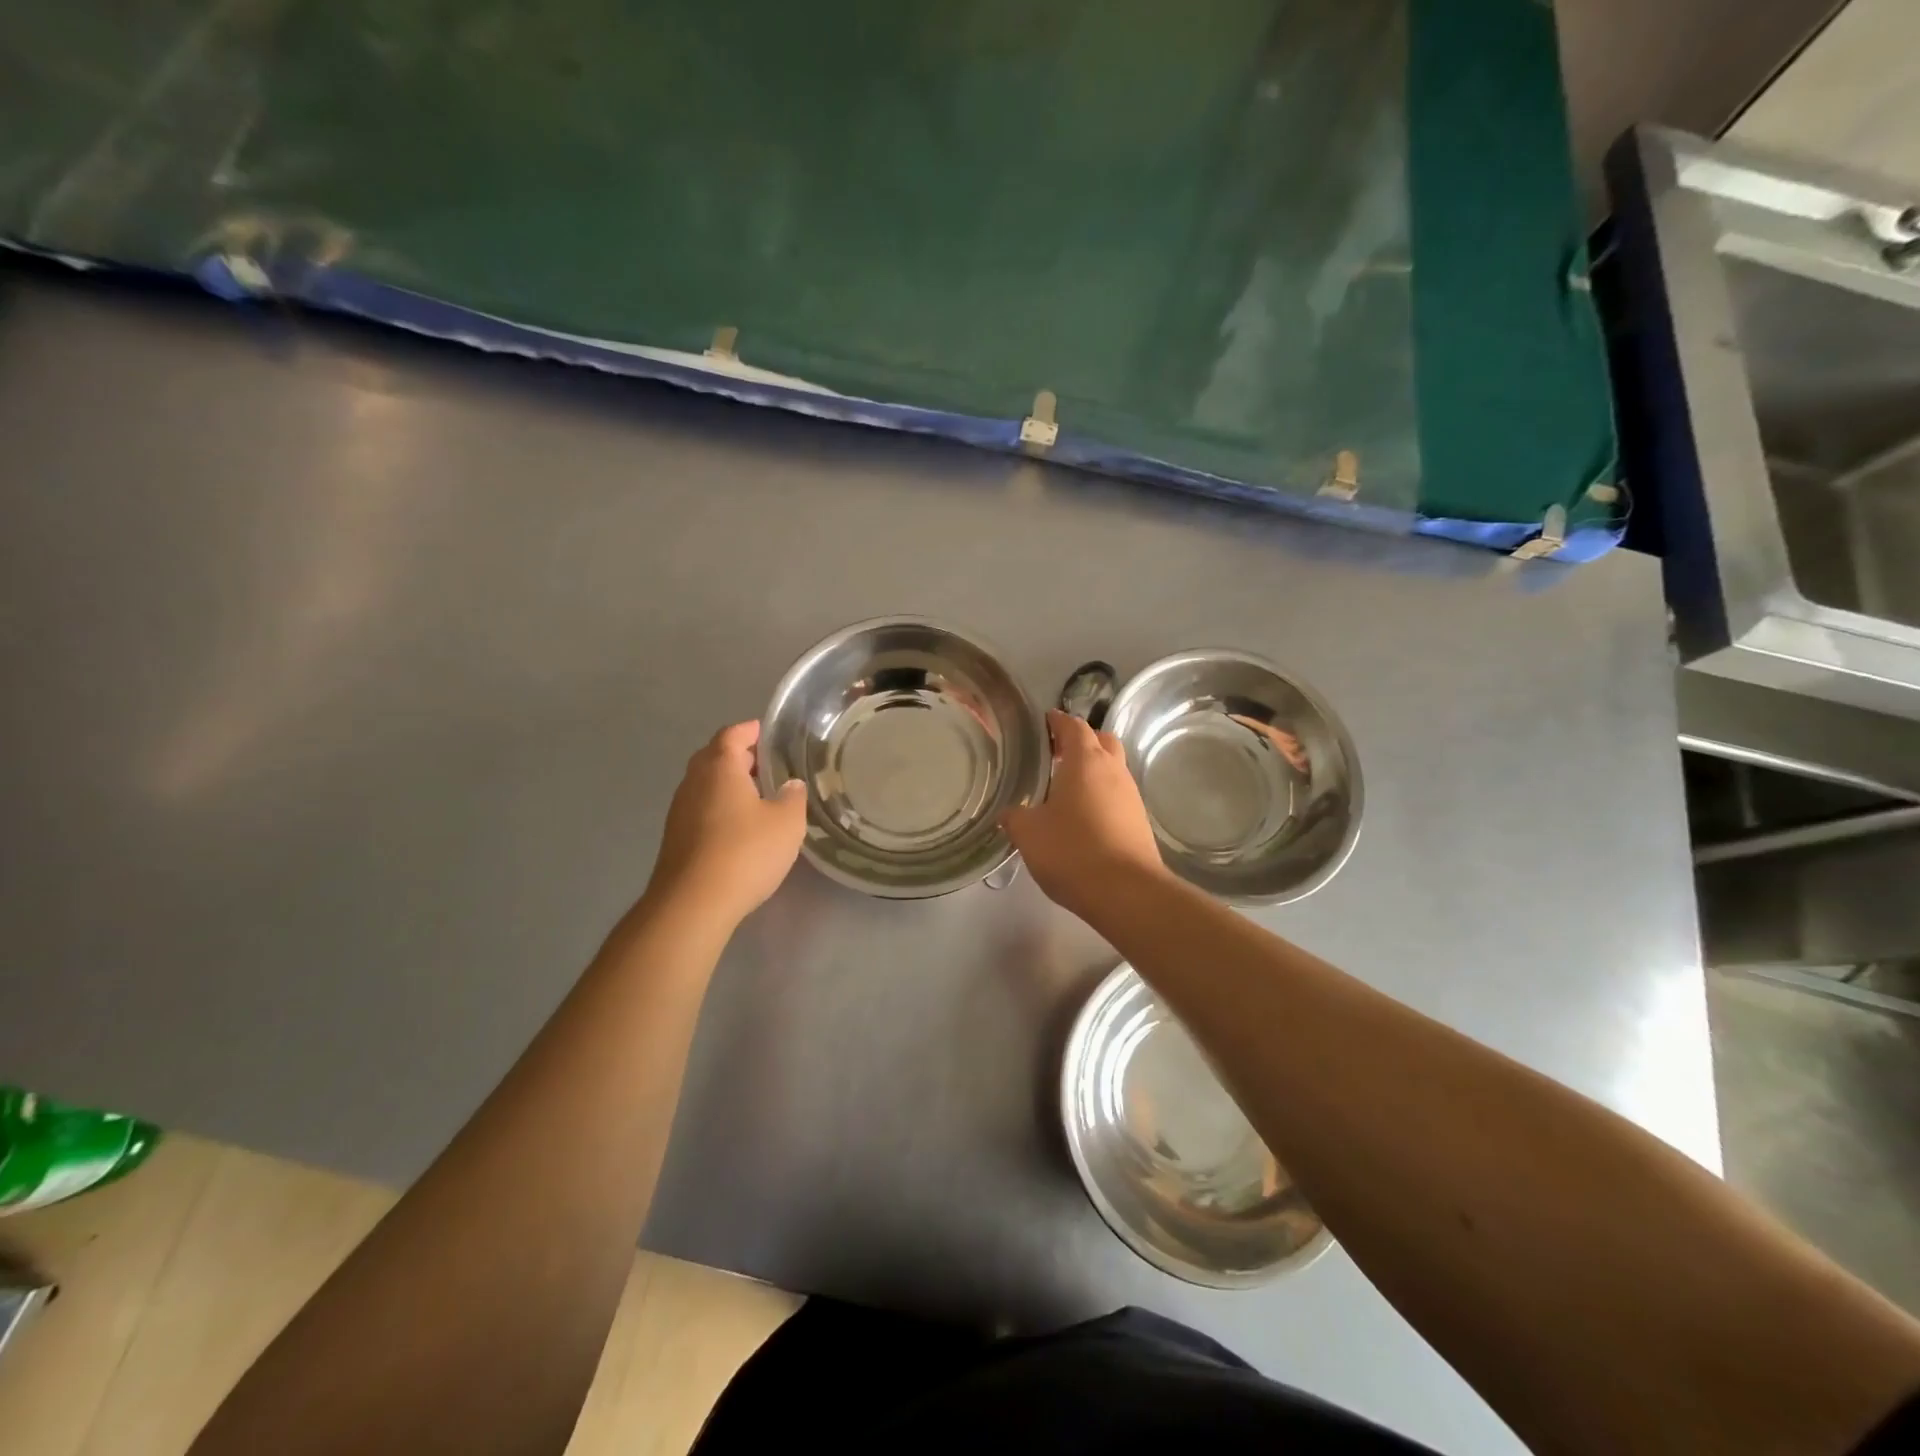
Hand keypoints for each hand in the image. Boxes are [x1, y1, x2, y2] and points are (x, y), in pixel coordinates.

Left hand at [647, 721, 807, 927]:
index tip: (770, 733)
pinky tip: (740, 827)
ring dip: (730, 784)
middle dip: (740, 756)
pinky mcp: (676, 838)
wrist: (692, 904)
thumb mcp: (786, 823)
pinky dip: (721, 808)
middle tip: (769, 765)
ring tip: (759, 796)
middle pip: (715, 757)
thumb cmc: (744, 852)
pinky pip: (702, 809)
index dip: (751, 730)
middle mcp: (694, 782)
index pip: (733, 734)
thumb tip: (790, 785)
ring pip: (706, 785)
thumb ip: (792, 797)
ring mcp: (680, 811)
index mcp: (719, 767)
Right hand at [1001, 709, 1166, 920]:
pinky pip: (1118, 796)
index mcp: (1085, 761)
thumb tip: (1009, 812)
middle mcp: (1113, 770)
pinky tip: (1082, 818)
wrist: (1127, 892)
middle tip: (1056, 755)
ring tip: (1065, 789)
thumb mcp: (1029, 833)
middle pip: (1101, 741)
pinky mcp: (1139, 821)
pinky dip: (1101, 796)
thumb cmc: (1072, 851)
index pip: (1073, 726)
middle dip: (1081, 741)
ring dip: (1093, 771)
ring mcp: (1131, 796)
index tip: (1043, 723)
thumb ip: (1015, 817)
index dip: (1058, 721)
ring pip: (1113, 769)